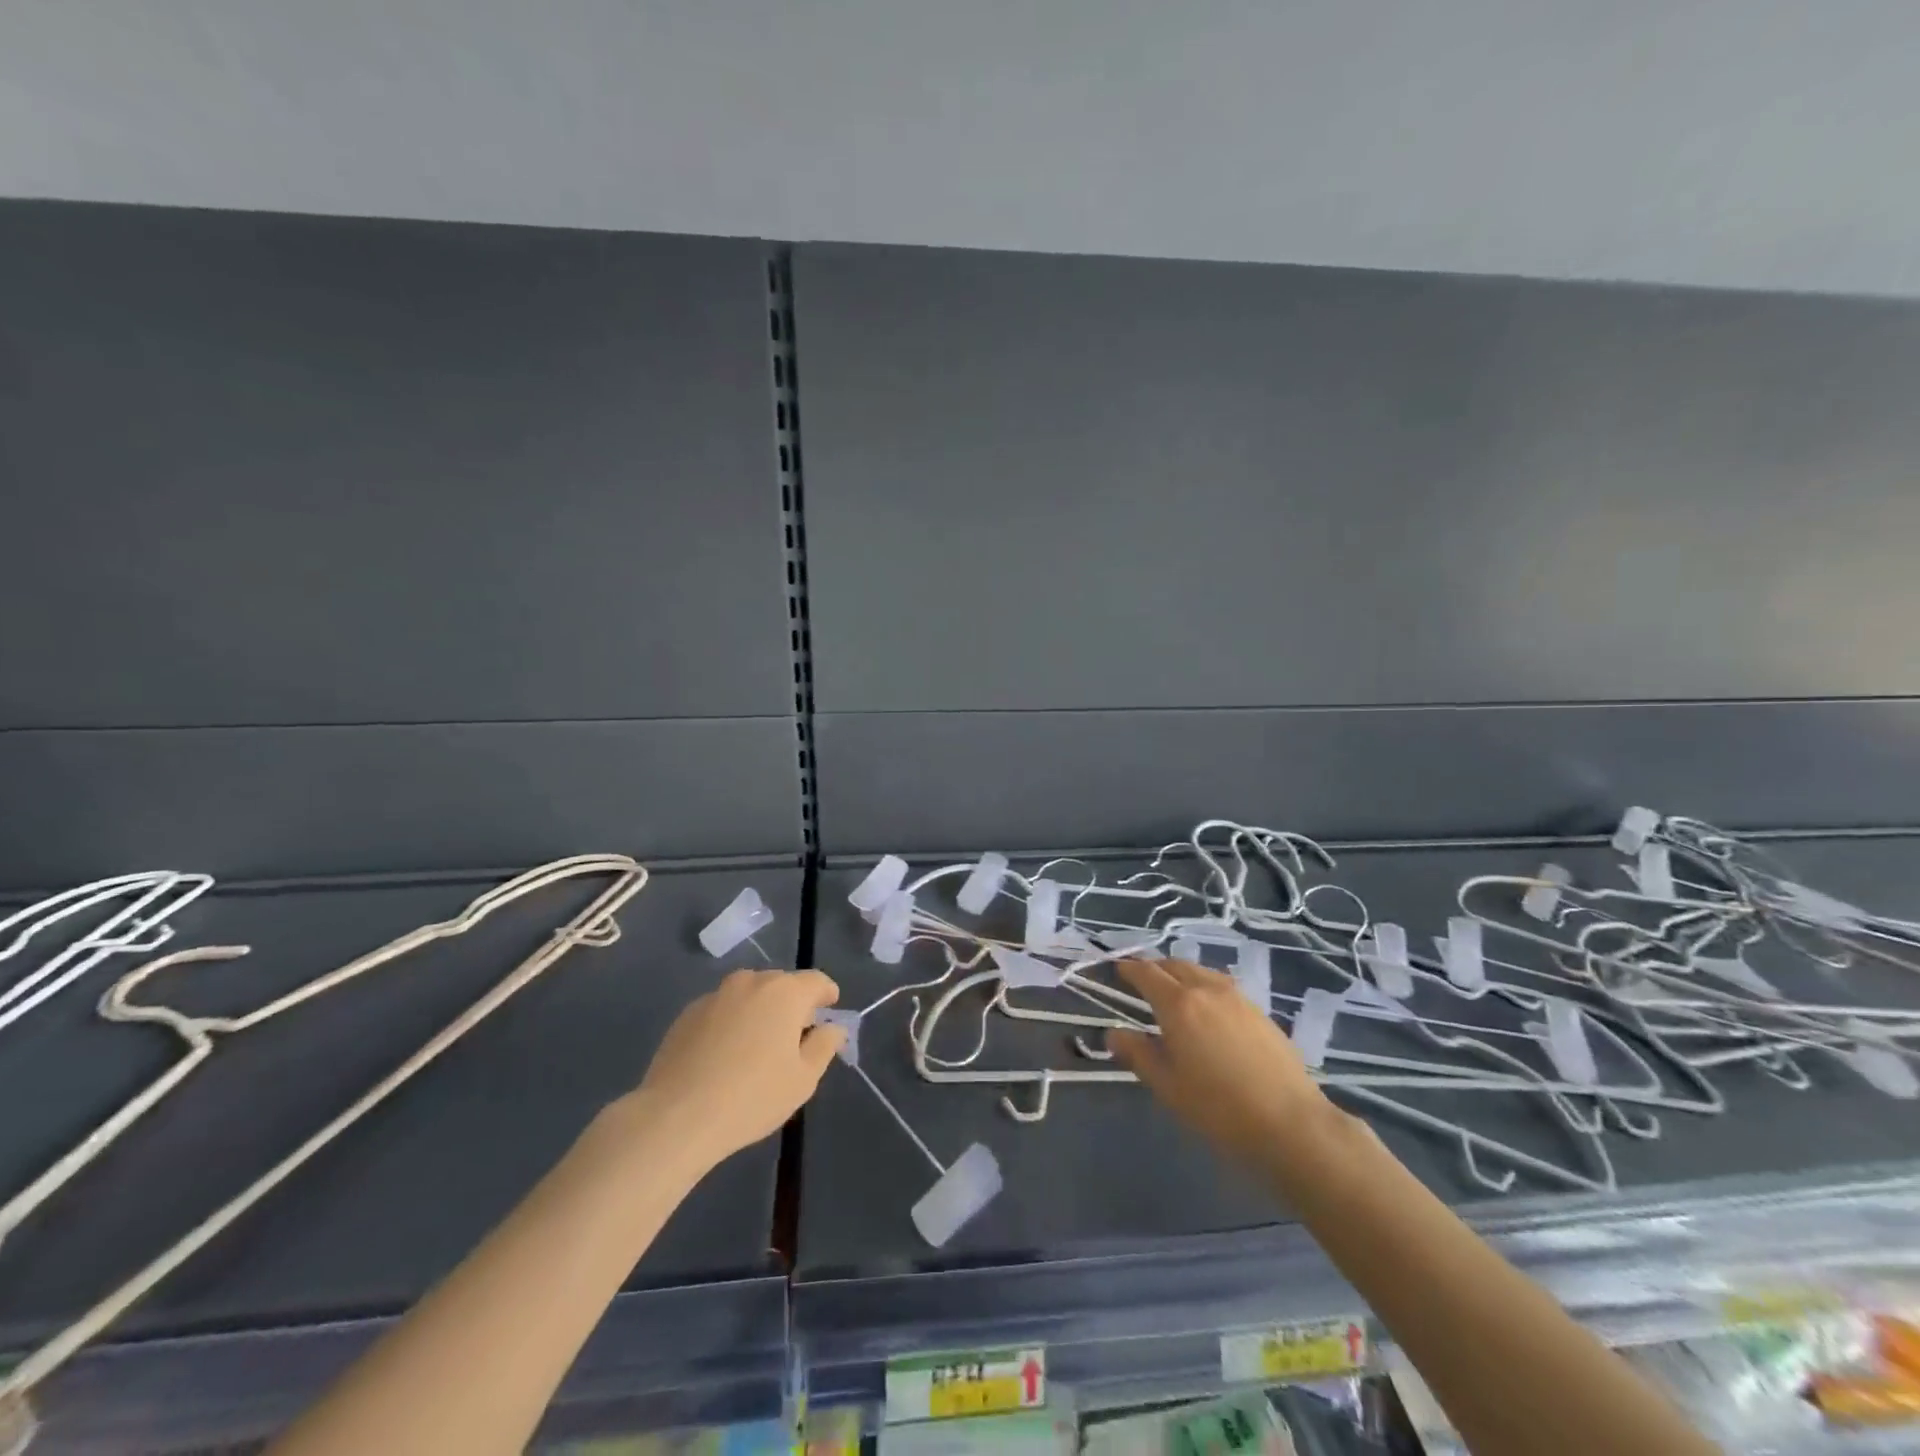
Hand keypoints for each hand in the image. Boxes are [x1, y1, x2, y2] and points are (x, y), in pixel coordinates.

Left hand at [629, 969, 845, 1168]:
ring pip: (749, 994)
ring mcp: (716, 995)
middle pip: (781, 985)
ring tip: (757, 1045)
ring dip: (759, 1010)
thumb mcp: (803, 1079)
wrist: (676, 1117)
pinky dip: (731, 1022)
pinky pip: (722, 1009)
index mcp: (785, 993)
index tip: (829, 1010)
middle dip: (792, 1004)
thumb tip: (832, 1027)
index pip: (816, 981)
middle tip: (793, 1037)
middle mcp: (751, 982)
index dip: (827, 995)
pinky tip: (724, 1055)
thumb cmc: (752, 1097)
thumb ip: (824, 1046)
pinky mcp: (687, 1013)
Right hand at [1109, 958, 1344, 1169]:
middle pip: (1175, 964)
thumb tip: (1113, 1033)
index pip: (1146, 973)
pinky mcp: (1260, 1012)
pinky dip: (1205, 987)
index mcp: (1178, 1003)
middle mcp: (1207, 989)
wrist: (1291, 1124)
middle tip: (1141, 980)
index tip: (1117, 969)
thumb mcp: (1167, 1086)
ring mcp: (1238, 998)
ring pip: (1201, 972)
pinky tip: (1208, 1010)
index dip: (1129, 968)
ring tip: (1173, 992)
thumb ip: (1137, 1054)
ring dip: (1181, 974)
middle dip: (1154, 968)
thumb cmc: (1218, 1108)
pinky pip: (1222, 986)